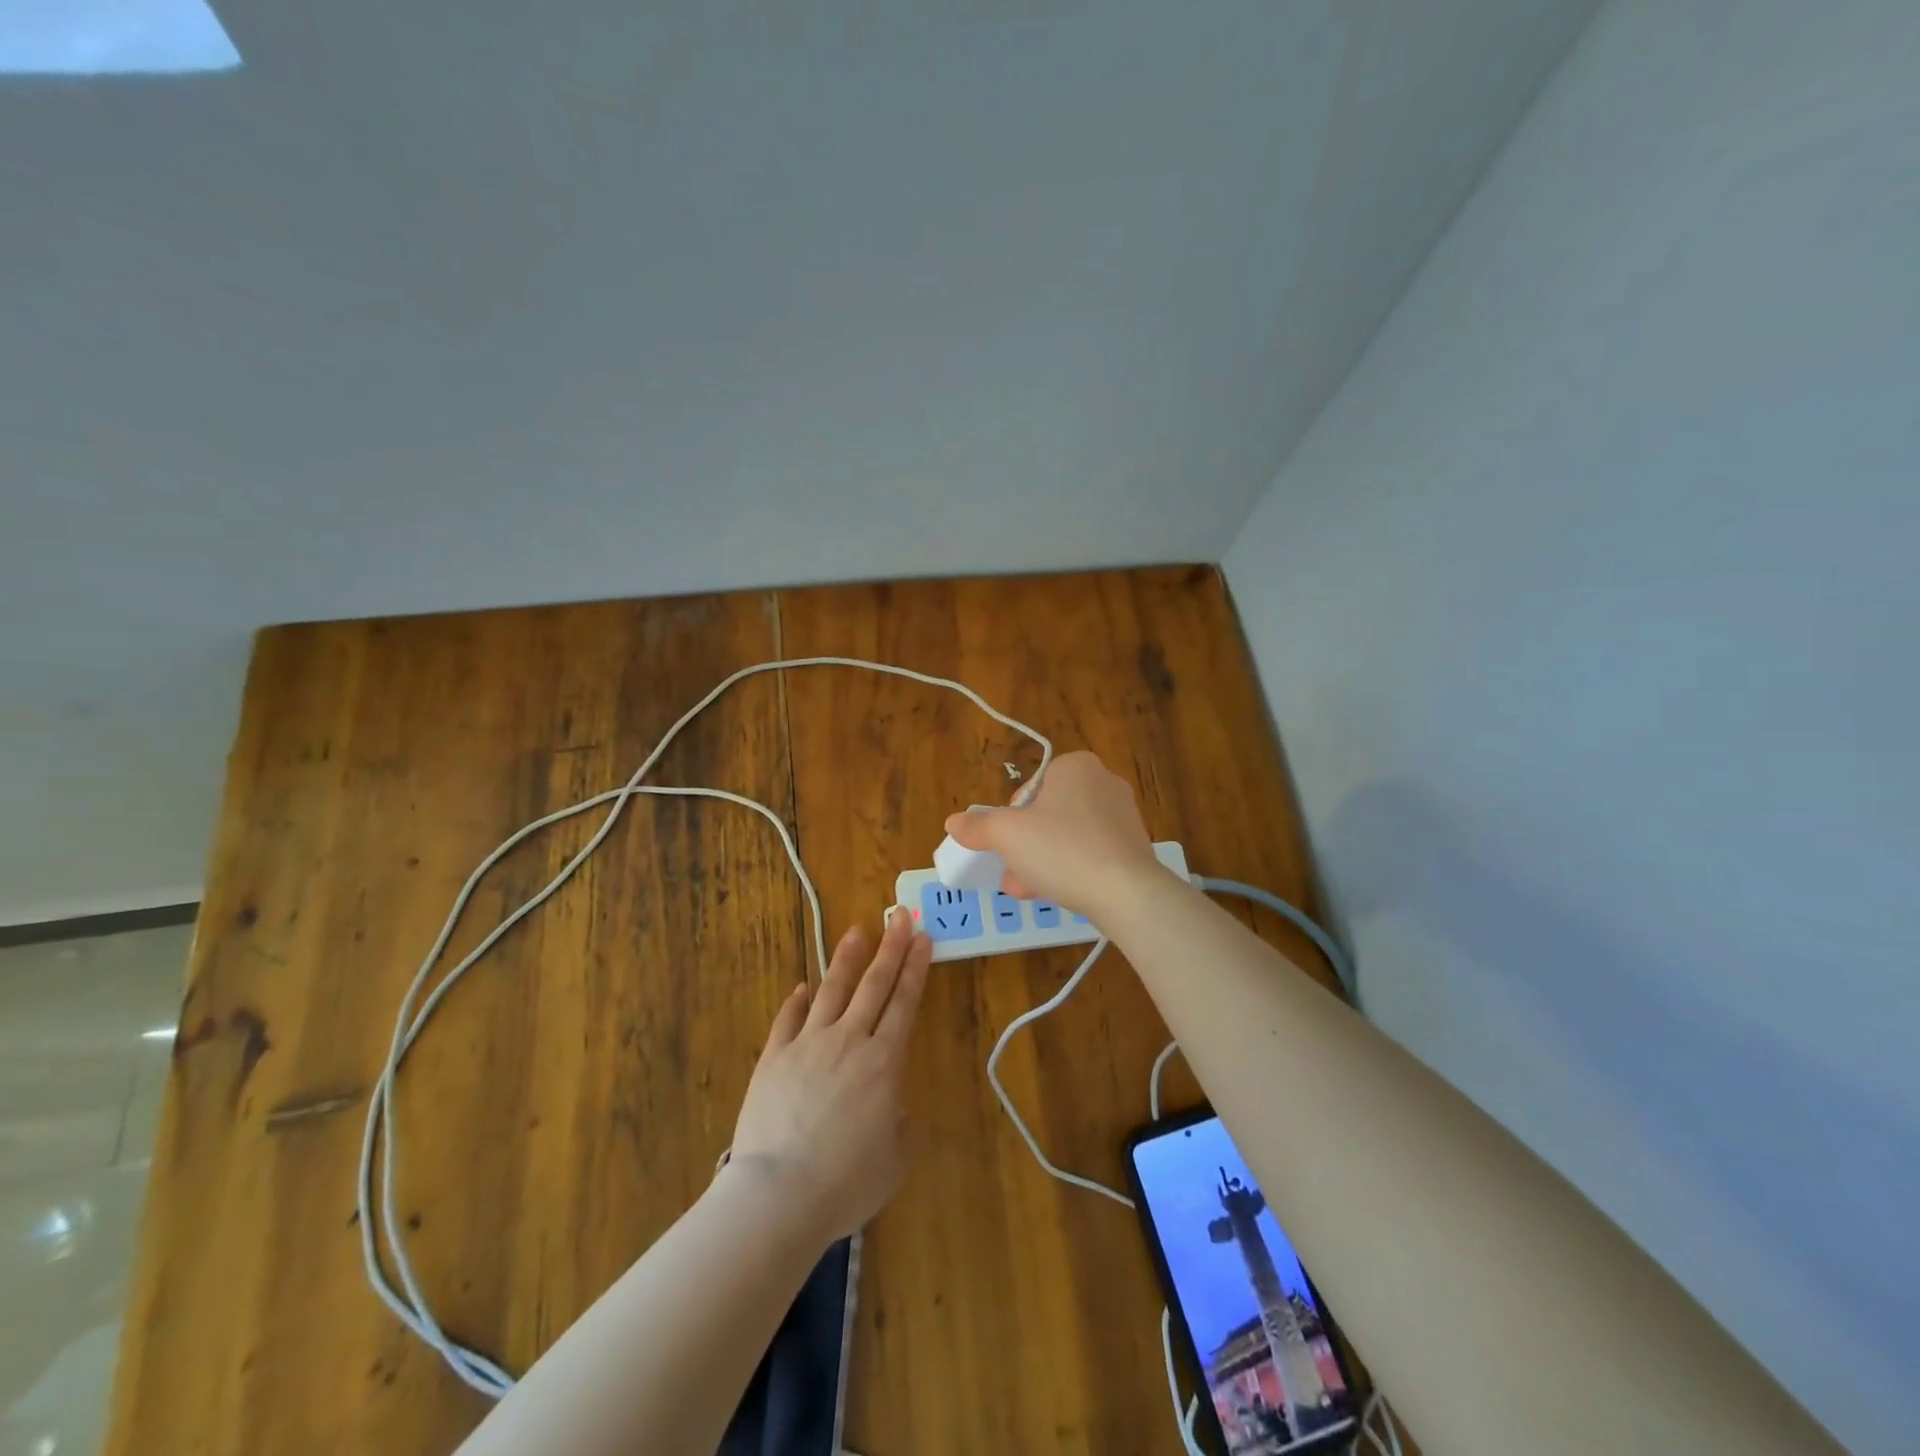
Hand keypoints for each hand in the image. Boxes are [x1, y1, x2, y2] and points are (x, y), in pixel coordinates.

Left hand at [728, 908, 931, 1244]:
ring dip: (846, 959)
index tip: (923, 937)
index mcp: (884, 1062)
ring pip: (832, 990)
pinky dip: (798, 1000)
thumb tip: (900, 1110)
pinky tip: (802, 987)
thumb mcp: (893, 1162)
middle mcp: (849, 1041)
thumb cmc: (845, 1183)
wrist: (778, 1194)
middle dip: (891, 947)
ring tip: (857, 931)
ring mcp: (808, 1044)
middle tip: (900, 915)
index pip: (904, 1002)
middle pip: (874, 984)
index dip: (915, 967)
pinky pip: (789, 1019)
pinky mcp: (775, 1056)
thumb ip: (903, 1129)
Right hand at [943, 750, 1162, 919]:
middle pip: (1050, 812)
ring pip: (1069, 837)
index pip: (1033, 784)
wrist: (1126, 893)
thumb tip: (954, 822)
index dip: (1013, 813)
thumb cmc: (1061, 848)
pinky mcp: (1134, 850)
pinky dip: (1070, 870)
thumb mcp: (1008, 835)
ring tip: (1023, 889)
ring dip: (1042, 860)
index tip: (1006, 839)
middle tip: (1010, 868)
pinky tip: (1053, 895)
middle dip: (1025, 843)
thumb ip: (979, 826)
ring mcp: (1124, 818)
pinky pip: (1091, 855)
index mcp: (1076, 766)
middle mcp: (1104, 783)